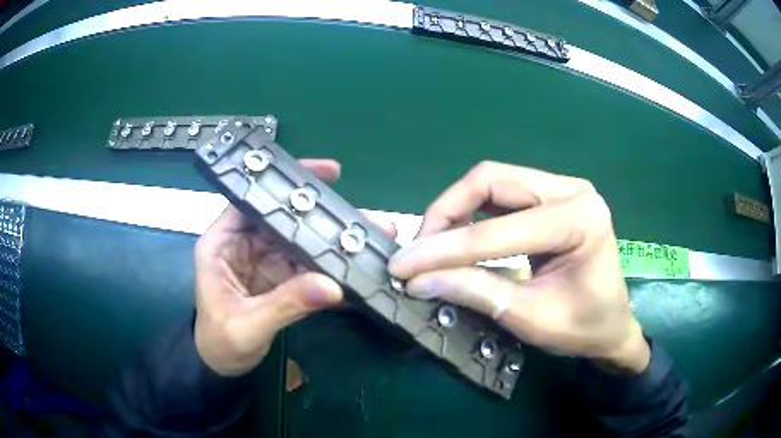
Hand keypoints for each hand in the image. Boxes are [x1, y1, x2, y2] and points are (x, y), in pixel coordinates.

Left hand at [194, 159, 396, 376]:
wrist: (222, 367)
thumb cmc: (219, 343)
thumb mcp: (247, 326)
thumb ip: (285, 304)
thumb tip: (332, 285)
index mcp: (222, 243)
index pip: (252, 199)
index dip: (286, 182)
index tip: (327, 174)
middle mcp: (245, 244)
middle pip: (285, 220)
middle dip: (323, 218)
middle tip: (363, 217)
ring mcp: (265, 262)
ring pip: (301, 243)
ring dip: (333, 244)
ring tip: (371, 240)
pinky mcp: (280, 280)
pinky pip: (307, 268)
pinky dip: (330, 269)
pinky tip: (356, 270)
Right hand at [388, 162, 649, 373]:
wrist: (611, 326)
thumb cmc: (582, 328)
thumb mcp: (529, 317)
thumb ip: (475, 292)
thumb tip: (417, 280)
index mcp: (579, 219)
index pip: (499, 229)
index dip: (444, 249)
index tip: (402, 265)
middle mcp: (571, 190)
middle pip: (491, 180)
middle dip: (447, 213)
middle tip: (420, 249)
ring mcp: (562, 189)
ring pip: (492, 181)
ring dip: (456, 210)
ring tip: (434, 244)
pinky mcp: (552, 197)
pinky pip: (501, 193)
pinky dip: (472, 212)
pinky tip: (459, 237)